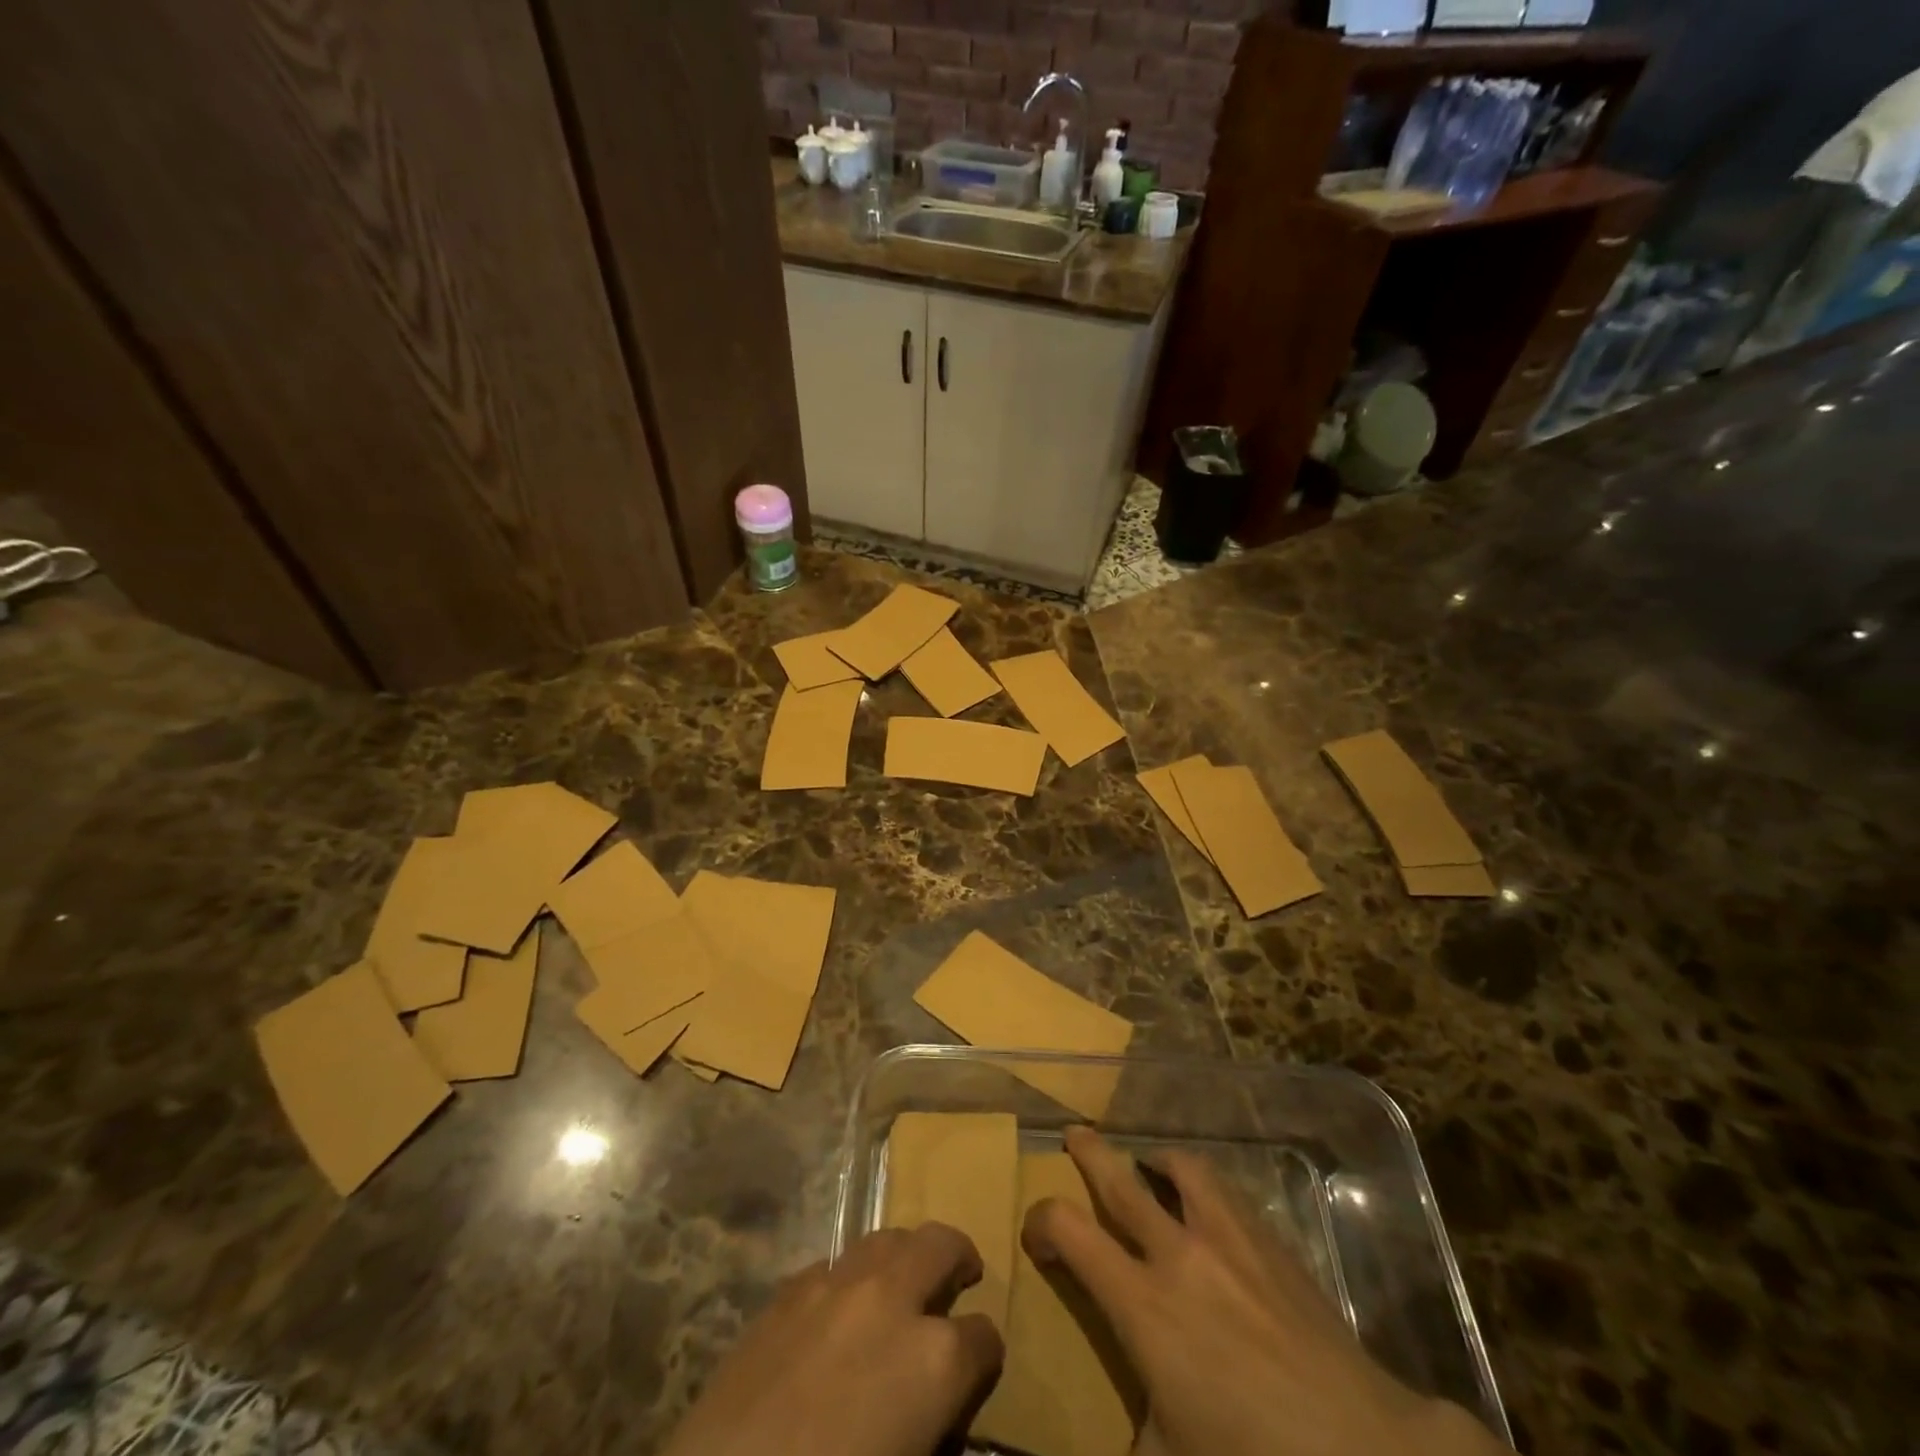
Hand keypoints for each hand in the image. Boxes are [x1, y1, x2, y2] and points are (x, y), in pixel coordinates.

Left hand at [660, 1222, 1002, 1455]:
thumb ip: (932, 1430)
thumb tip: (936, 1414)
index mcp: (935, 1361)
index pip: (983, 1338)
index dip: (986, 1357)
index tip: (980, 1368)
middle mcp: (892, 1300)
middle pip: (942, 1245)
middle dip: (958, 1260)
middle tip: (960, 1278)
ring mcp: (837, 1285)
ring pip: (889, 1238)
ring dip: (906, 1256)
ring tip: (905, 1282)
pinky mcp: (789, 1289)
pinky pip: (837, 1262)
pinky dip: (853, 1277)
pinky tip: (842, 1309)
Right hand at [1024, 1127, 1507, 1455]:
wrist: (1362, 1450)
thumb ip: (1135, 1431)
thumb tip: (1123, 1431)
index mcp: (1141, 1305)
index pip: (1068, 1231)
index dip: (1041, 1221)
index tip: (1037, 1236)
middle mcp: (1177, 1255)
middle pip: (1119, 1180)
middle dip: (1089, 1152)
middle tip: (1074, 1134)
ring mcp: (1228, 1239)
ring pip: (1181, 1169)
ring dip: (1156, 1159)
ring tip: (1151, 1161)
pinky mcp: (1271, 1241)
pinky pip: (1227, 1192)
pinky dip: (1205, 1185)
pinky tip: (1211, 1202)